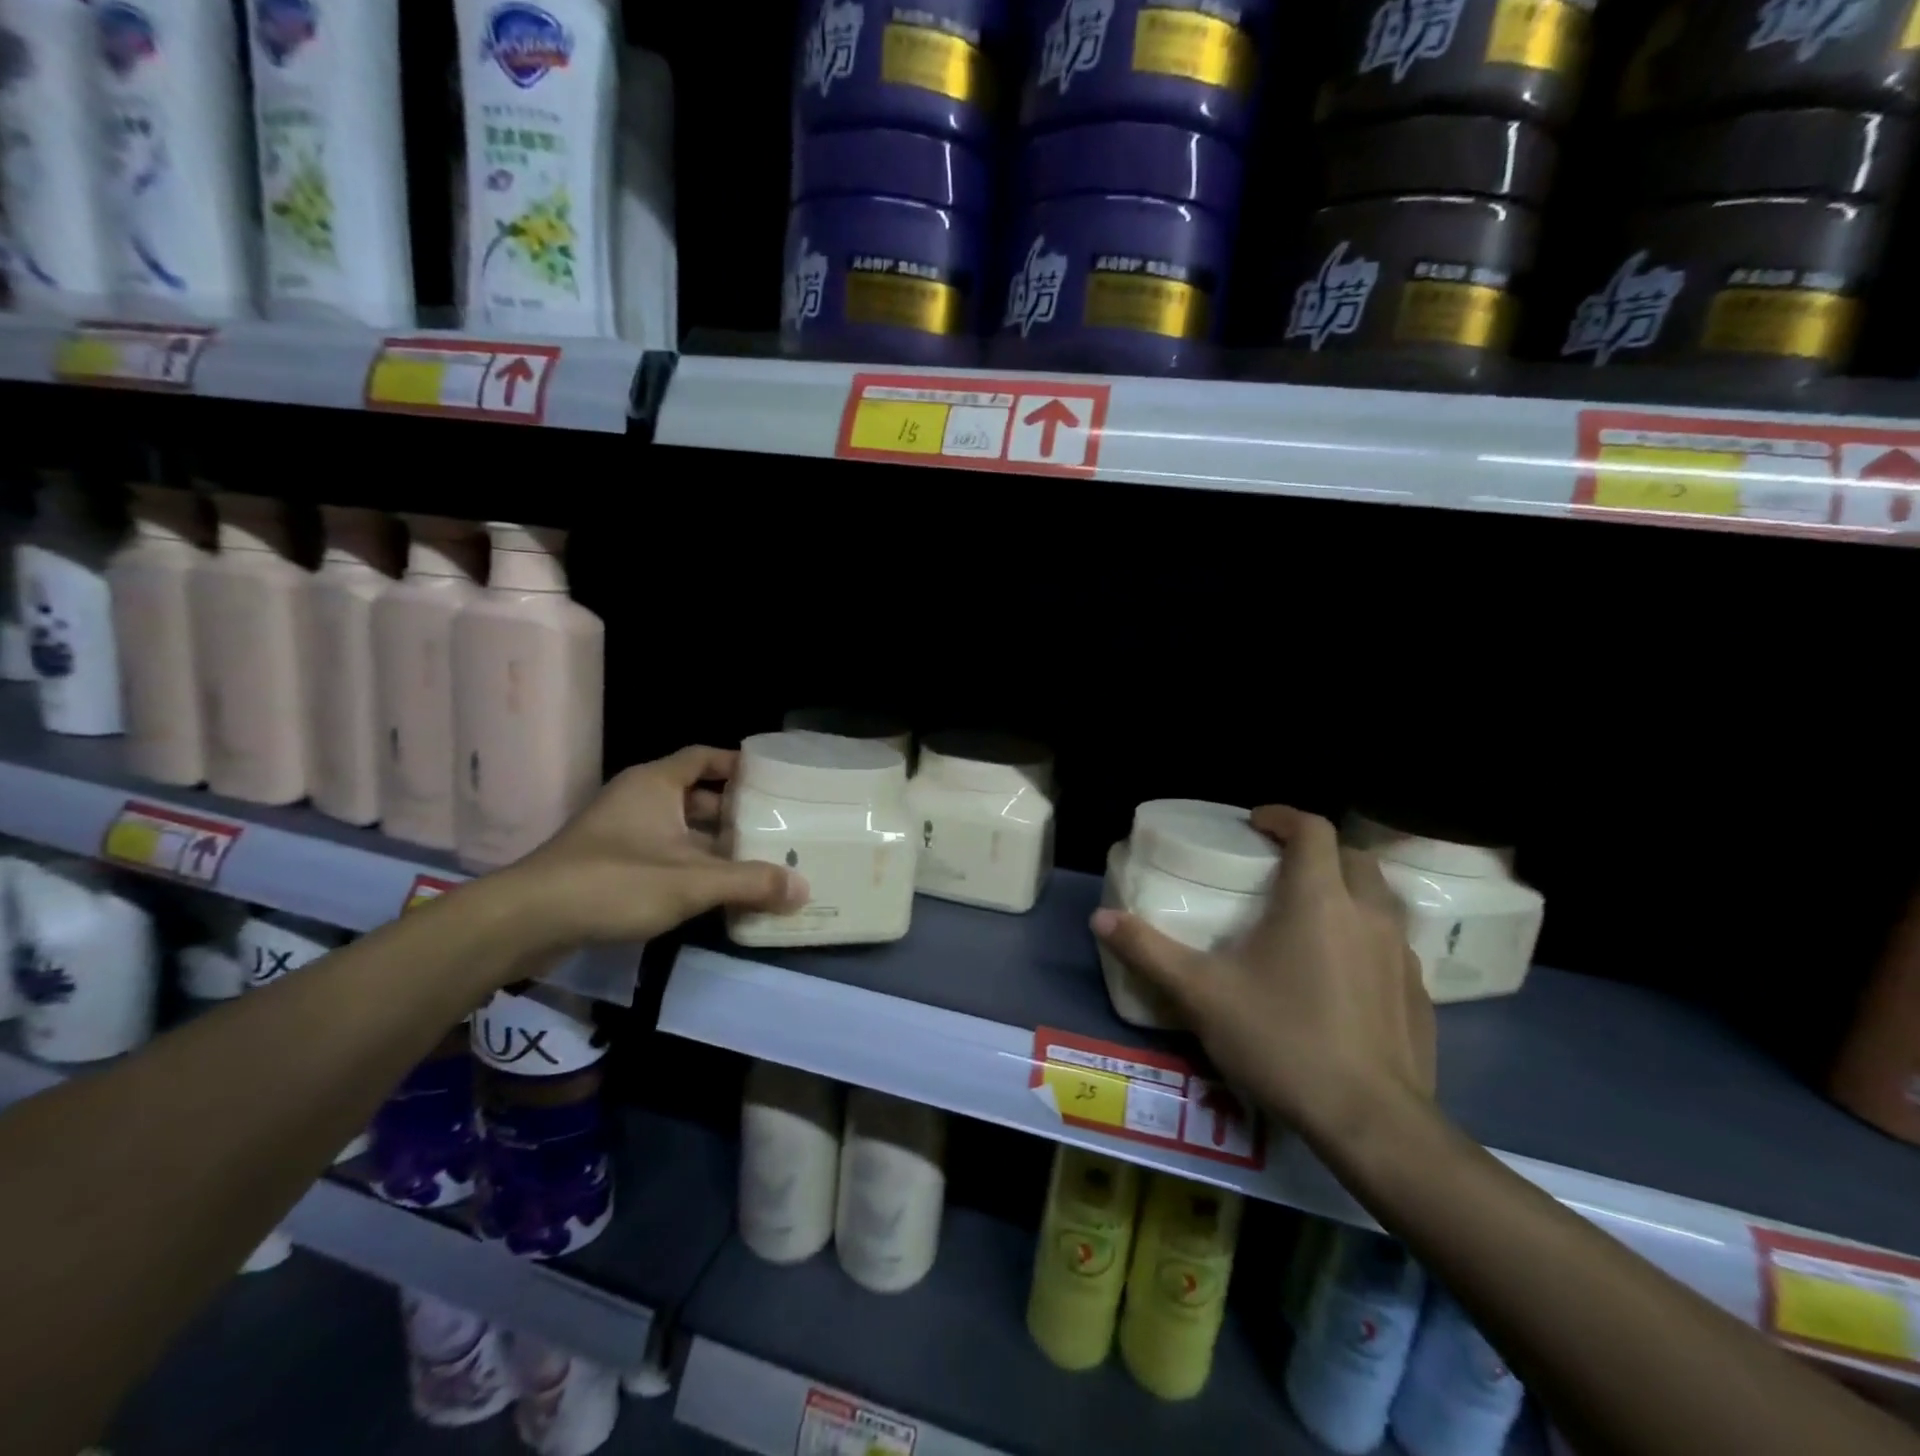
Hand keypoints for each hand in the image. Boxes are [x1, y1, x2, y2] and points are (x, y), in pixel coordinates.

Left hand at [505, 747, 808, 946]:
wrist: (526, 921)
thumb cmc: (614, 882)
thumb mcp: (692, 882)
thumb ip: (750, 883)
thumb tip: (803, 888)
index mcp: (656, 784)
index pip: (705, 757)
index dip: (739, 765)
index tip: (774, 780)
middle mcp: (638, 798)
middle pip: (697, 796)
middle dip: (734, 813)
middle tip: (776, 828)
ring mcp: (620, 832)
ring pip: (680, 829)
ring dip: (713, 845)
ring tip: (755, 862)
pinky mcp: (609, 864)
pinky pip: (662, 854)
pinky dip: (690, 866)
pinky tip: (714, 891)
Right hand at [1090, 806, 1434, 1150]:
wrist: (1371, 1123)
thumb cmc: (1282, 1041)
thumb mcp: (1202, 995)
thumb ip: (1149, 950)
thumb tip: (1100, 918)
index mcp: (1318, 900)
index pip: (1312, 830)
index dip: (1283, 816)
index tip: (1255, 823)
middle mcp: (1368, 914)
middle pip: (1352, 856)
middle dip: (1317, 849)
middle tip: (1280, 867)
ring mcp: (1401, 954)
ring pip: (1380, 898)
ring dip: (1347, 889)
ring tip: (1310, 915)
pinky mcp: (1419, 993)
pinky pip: (1393, 942)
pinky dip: (1365, 935)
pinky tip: (1340, 972)